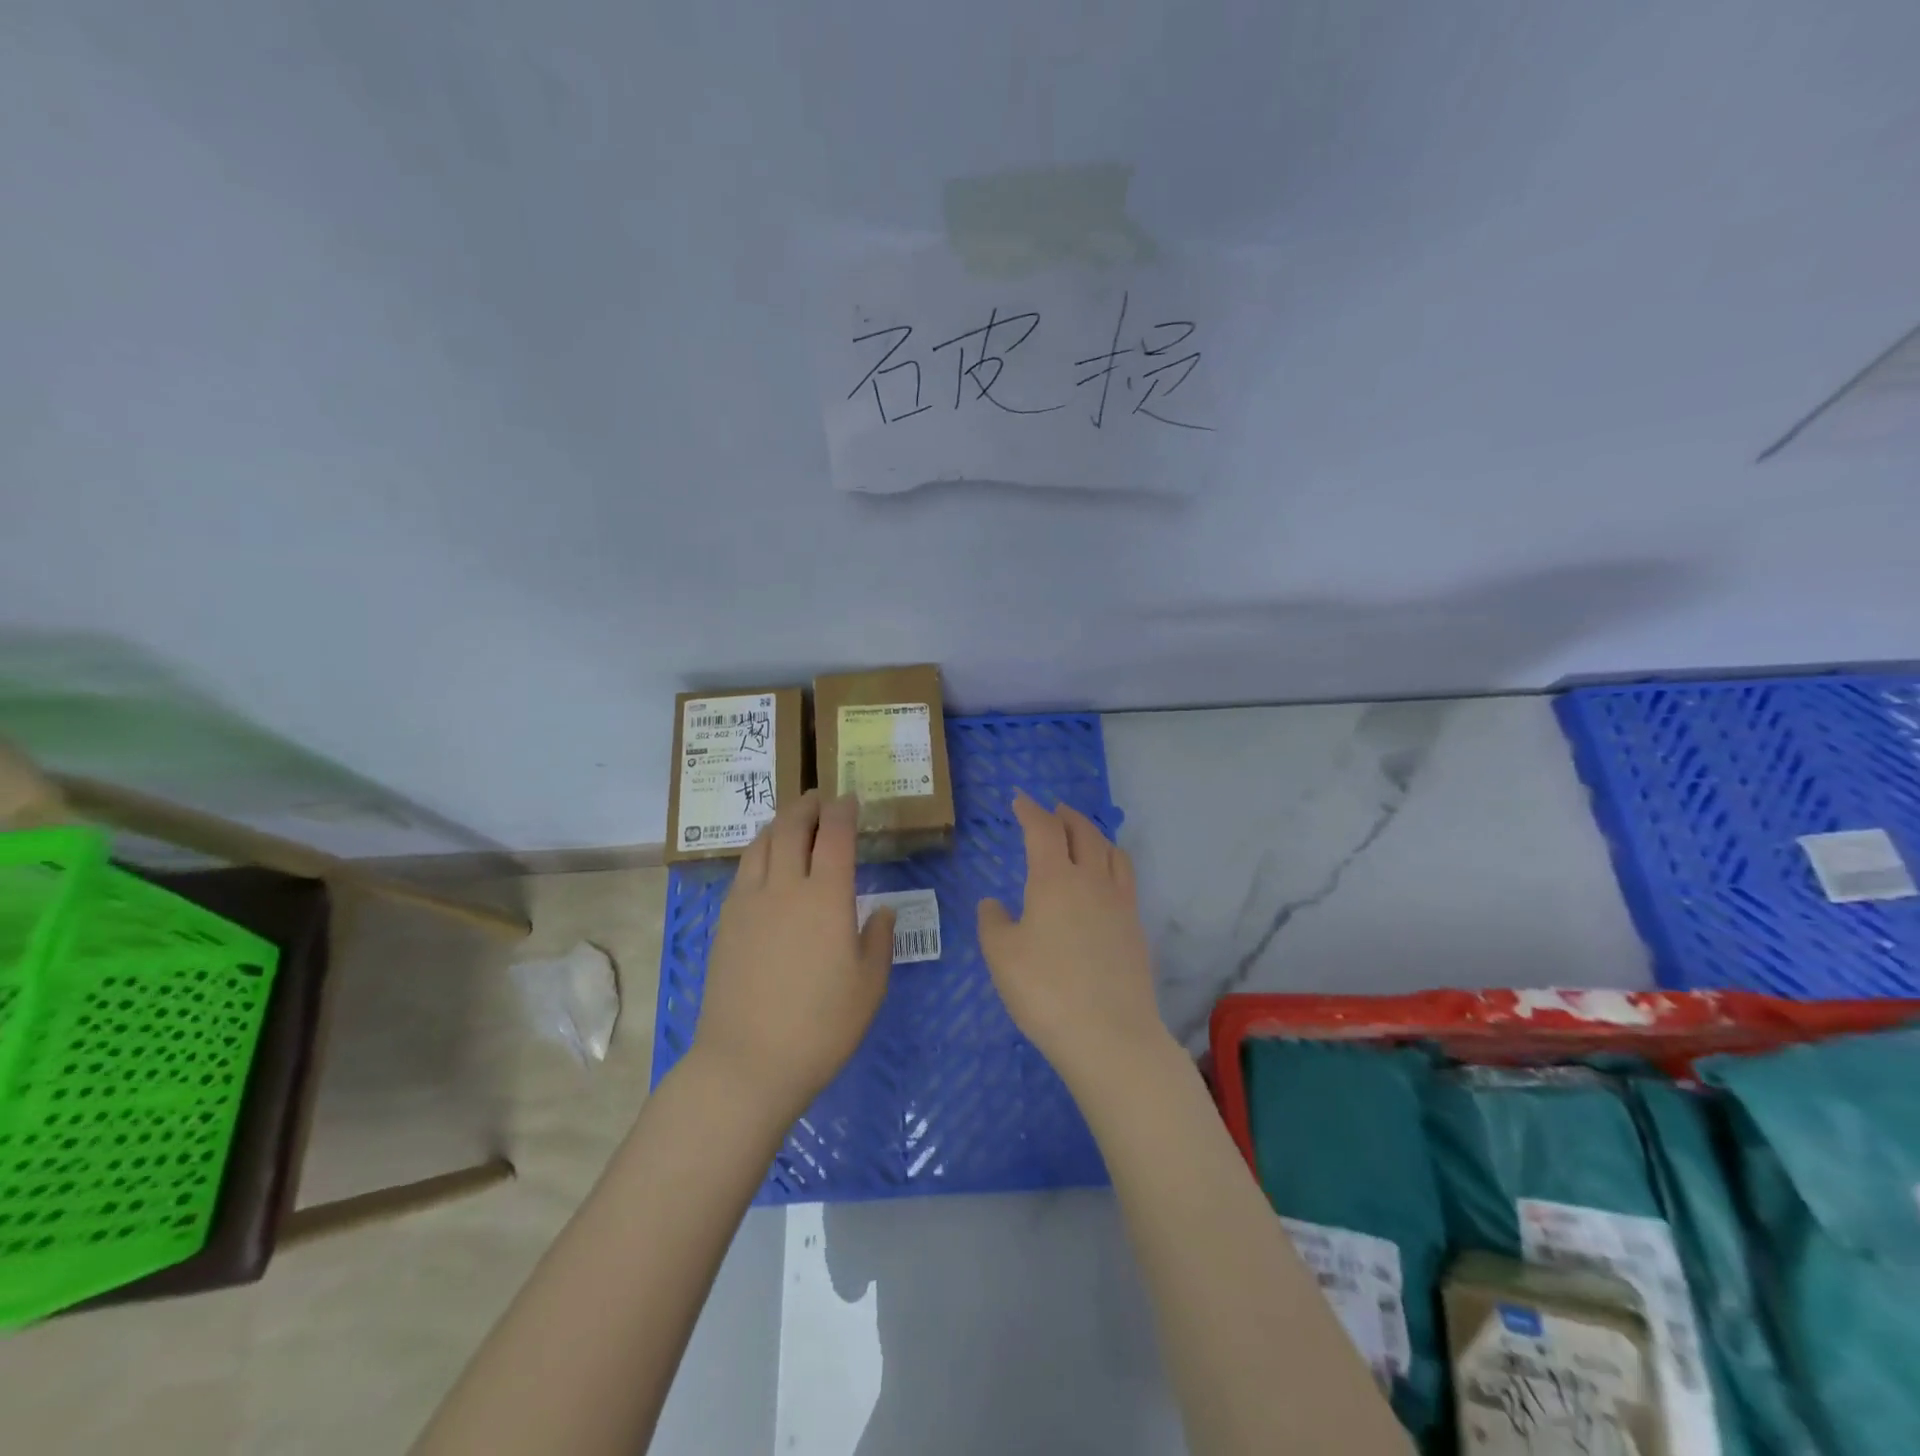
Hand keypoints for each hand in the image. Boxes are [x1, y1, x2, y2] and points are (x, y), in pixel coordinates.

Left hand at [692, 791, 895, 1118]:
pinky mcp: (726, 921)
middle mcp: (784, 887)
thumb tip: (883, 910)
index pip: (834, 835)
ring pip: (762, 842)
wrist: (748, 1062)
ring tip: (793, 820)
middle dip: (807, 805)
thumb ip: (879, 939)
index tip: (851, 799)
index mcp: (826, 897)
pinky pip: (744, 869)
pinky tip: (767, 861)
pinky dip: (760, 850)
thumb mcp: (870, 985)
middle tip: (820, 798)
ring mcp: (748, 902)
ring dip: (780, 822)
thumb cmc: (821, 1026)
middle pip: (792, 826)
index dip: (844, 810)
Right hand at [977, 793, 1168, 1085]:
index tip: (1020, 799)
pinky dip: (1111, 862)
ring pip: (1111, 851)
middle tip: (1053, 811)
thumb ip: (993, 922)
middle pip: (1083, 832)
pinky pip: (1125, 878)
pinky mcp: (1136, 928)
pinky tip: (1104, 879)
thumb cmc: (1045, 990)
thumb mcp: (1001, 956)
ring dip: (1094, 835)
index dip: (1030, 810)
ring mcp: (1119, 903)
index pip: (1043, 829)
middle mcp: (1091, 880)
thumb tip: (993, 903)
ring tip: (1083, 836)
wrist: (1110, 1035)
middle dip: (1066, 816)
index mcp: (1054, 879)